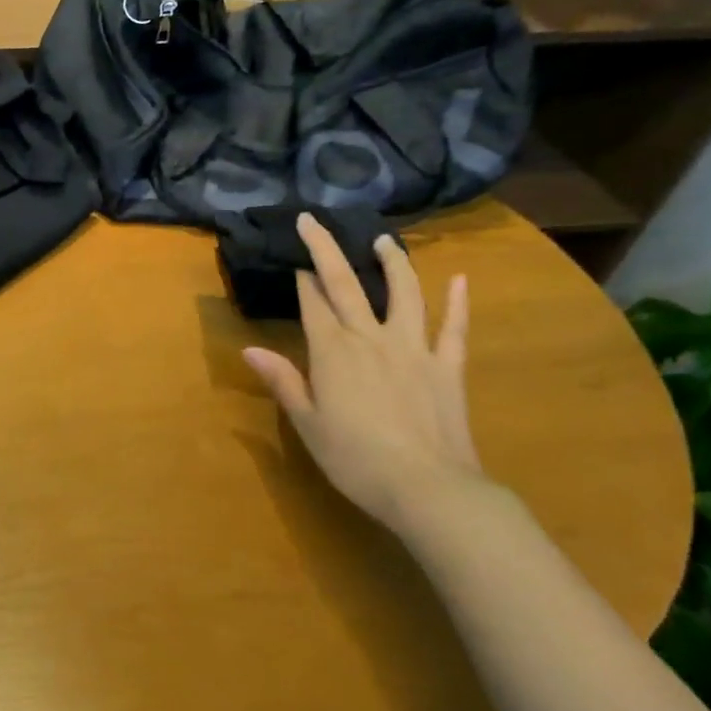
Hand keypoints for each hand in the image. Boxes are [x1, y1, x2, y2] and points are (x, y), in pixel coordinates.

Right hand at [242, 213, 489, 533]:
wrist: (428, 489)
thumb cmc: (356, 460)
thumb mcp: (308, 424)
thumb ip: (283, 382)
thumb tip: (249, 349)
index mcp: (332, 352)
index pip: (313, 304)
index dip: (302, 281)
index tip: (294, 261)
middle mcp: (370, 338)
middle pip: (346, 284)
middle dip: (327, 249)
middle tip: (313, 220)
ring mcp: (413, 348)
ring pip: (403, 293)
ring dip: (392, 262)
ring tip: (384, 240)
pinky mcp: (447, 367)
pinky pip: (453, 328)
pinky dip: (457, 303)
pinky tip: (460, 280)